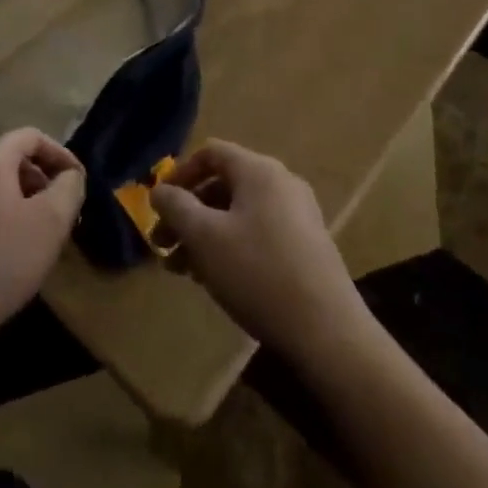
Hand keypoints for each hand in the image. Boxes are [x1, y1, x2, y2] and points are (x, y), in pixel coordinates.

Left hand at [0, 129, 85, 349]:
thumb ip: (70, 187)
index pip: (32, 136)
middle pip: (13, 157)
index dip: (61, 154)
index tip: (79, 182)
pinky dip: (3, 213)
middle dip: (43, 178)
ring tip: (42, 231)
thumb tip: (71, 175)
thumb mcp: (51, 221)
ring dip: (24, 197)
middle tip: (64, 210)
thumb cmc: (2, 259)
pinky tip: (12, 247)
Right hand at [150, 140, 363, 364]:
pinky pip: (258, 234)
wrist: (329, 334)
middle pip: (223, 186)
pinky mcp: (308, 248)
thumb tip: (160, 191)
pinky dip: (231, 247)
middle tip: (163, 245)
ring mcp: (299, 216)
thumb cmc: (257, 273)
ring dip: (205, 235)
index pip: (211, 153)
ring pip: (238, 214)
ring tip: (183, 271)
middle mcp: (282, 184)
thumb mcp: (203, 237)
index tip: (159, 205)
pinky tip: (216, 280)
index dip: (179, 173)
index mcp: (259, 171)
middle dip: (187, 213)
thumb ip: (175, 206)